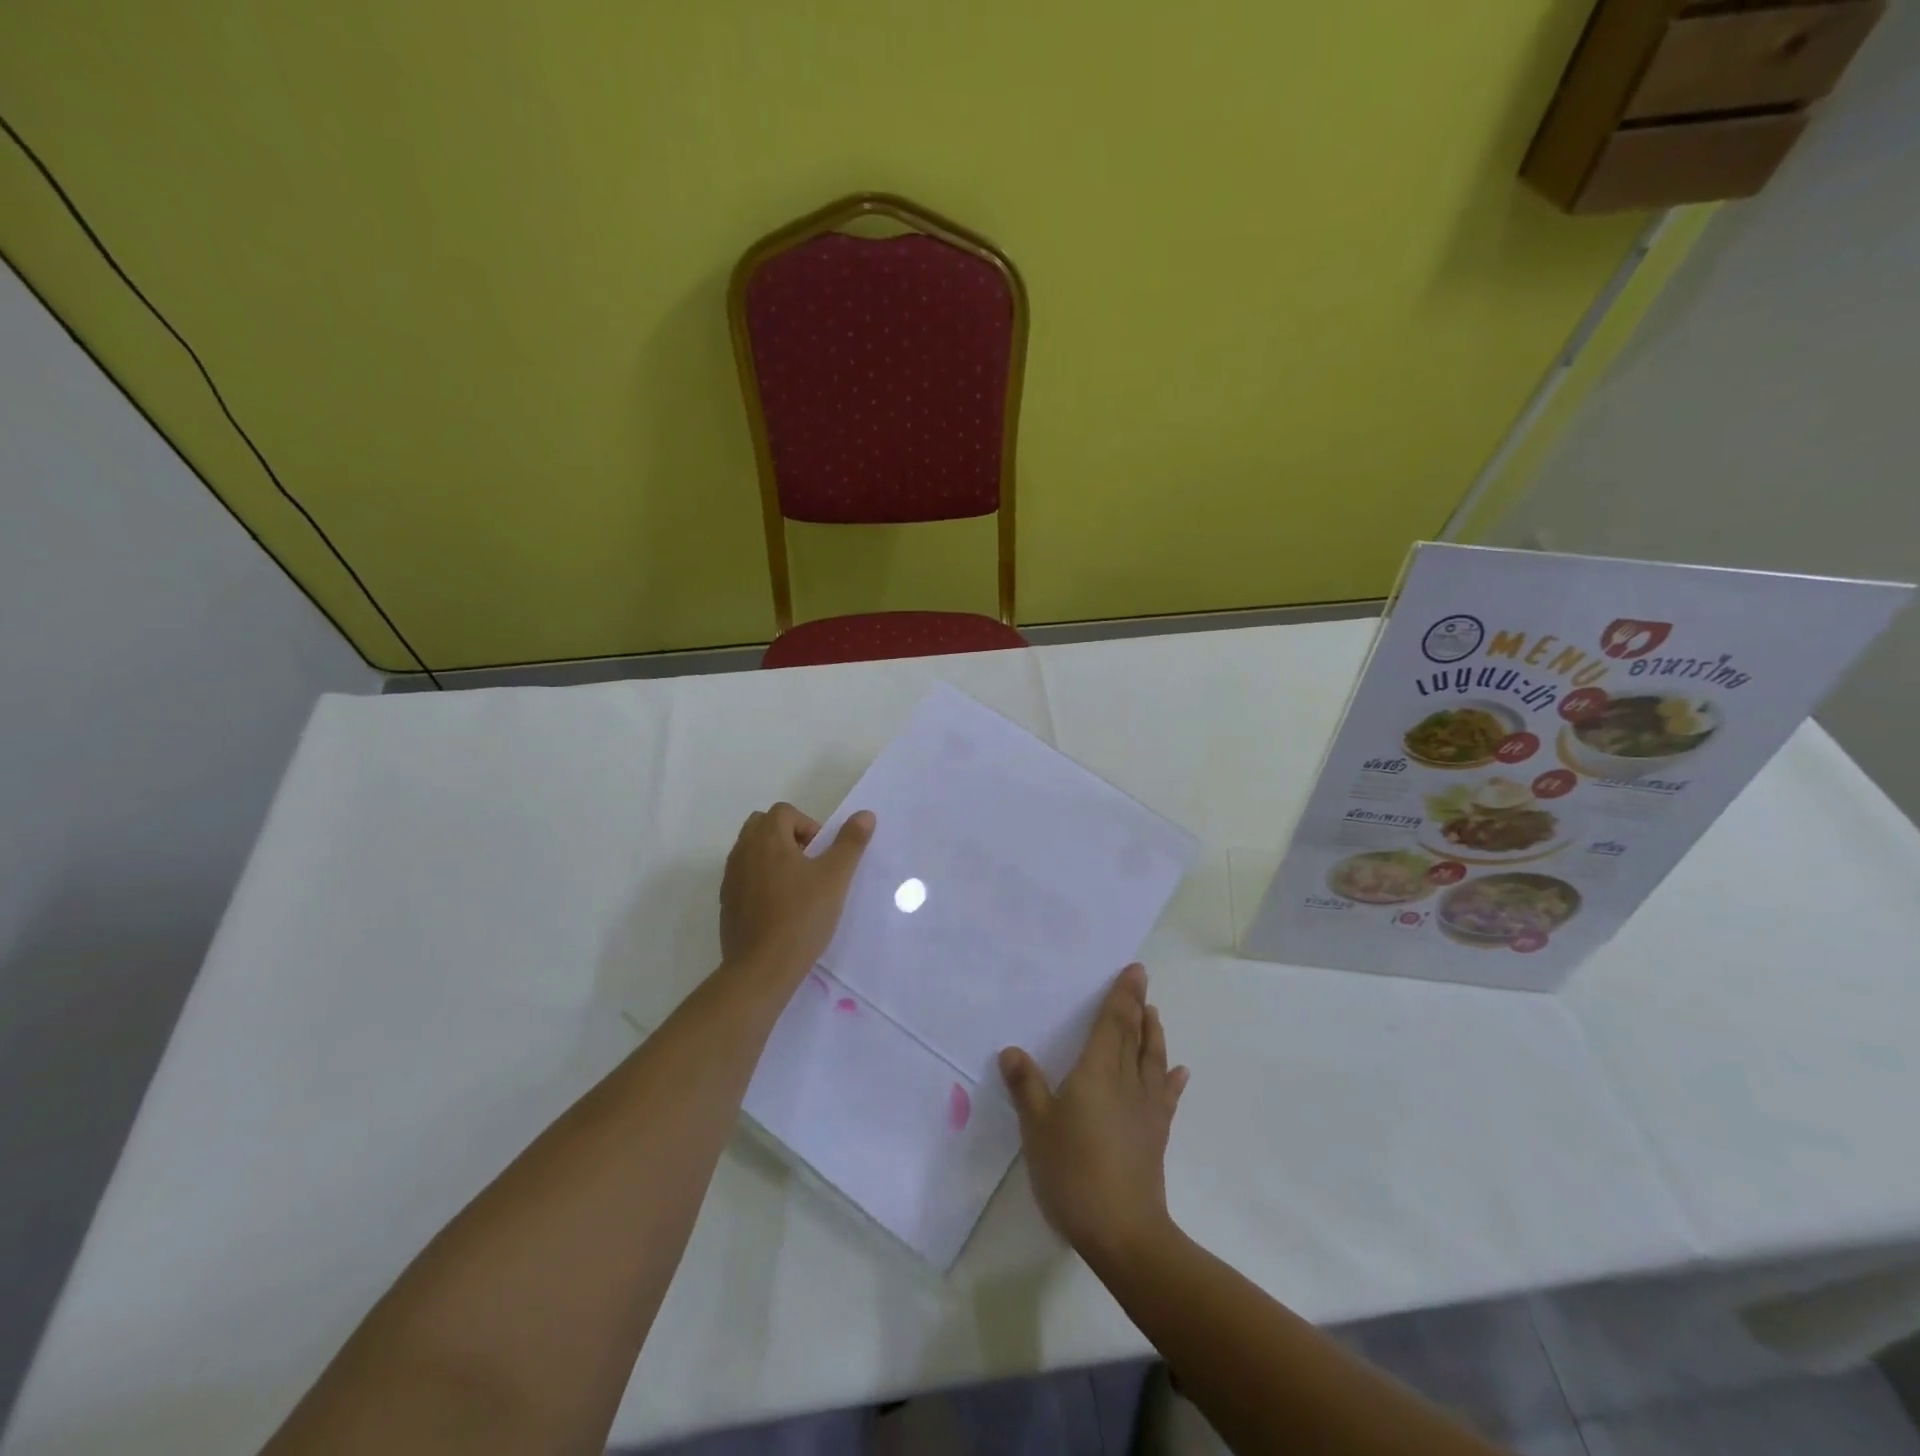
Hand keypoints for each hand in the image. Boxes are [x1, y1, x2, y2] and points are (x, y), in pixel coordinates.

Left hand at [719, 802, 873, 984]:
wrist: (761, 968)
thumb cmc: (802, 916)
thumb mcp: (835, 877)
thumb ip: (850, 842)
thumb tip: (865, 814)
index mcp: (766, 839)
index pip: (784, 811)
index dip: (808, 825)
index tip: (822, 854)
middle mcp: (742, 852)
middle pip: (762, 826)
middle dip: (787, 836)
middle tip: (809, 864)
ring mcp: (730, 878)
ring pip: (751, 851)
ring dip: (773, 858)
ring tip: (797, 887)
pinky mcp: (726, 903)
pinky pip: (744, 877)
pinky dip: (760, 881)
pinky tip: (780, 908)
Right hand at [1000, 964, 1188, 1266]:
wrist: (1122, 1230)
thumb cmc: (1072, 1170)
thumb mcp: (1036, 1126)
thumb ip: (1026, 1086)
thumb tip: (1011, 1050)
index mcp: (1097, 1072)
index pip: (1113, 1023)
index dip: (1122, 996)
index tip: (1134, 971)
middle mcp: (1126, 1081)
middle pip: (1134, 1035)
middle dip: (1137, 1006)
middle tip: (1141, 981)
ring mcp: (1146, 1109)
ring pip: (1152, 1060)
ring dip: (1153, 1034)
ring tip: (1155, 1015)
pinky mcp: (1156, 1135)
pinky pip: (1166, 1097)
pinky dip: (1172, 1080)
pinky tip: (1179, 1072)